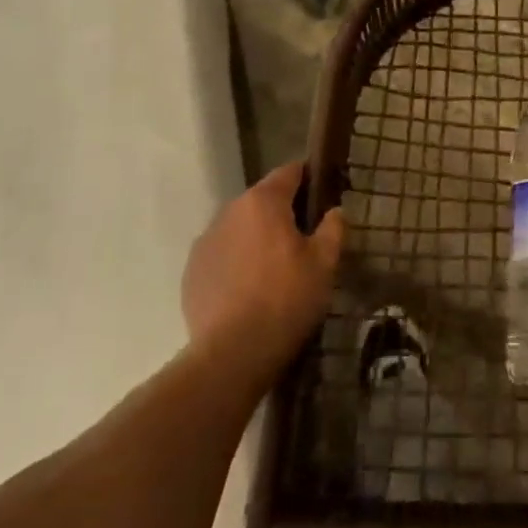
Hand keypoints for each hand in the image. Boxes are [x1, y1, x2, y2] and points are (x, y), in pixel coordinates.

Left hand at [182, 162, 345, 380]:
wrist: (232, 355)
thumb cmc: (286, 300)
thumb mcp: (324, 263)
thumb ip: (333, 228)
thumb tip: (335, 211)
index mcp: (263, 201)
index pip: (290, 172)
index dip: (309, 178)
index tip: (323, 194)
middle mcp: (229, 211)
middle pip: (262, 199)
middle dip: (282, 212)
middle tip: (304, 238)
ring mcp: (206, 241)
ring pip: (240, 227)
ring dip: (257, 237)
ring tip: (275, 267)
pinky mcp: (191, 272)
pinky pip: (222, 254)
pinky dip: (236, 261)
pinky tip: (249, 289)